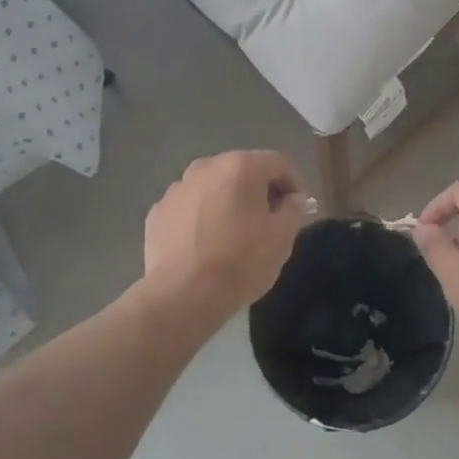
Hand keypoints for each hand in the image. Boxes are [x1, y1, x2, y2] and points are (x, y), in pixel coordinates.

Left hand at [143, 150, 309, 322]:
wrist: (182, 295)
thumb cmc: (240, 262)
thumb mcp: (281, 238)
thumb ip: (294, 210)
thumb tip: (295, 199)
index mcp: (240, 166)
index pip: (279, 163)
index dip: (296, 183)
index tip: (301, 209)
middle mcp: (206, 167)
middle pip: (243, 170)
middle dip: (261, 191)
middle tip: (271, 221)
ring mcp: (177, 188)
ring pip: (213, 187)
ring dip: (229, 202)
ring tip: (235, 234)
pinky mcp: (158, 211)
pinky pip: (190, 207)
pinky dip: (202, 217)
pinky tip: (206, 244)